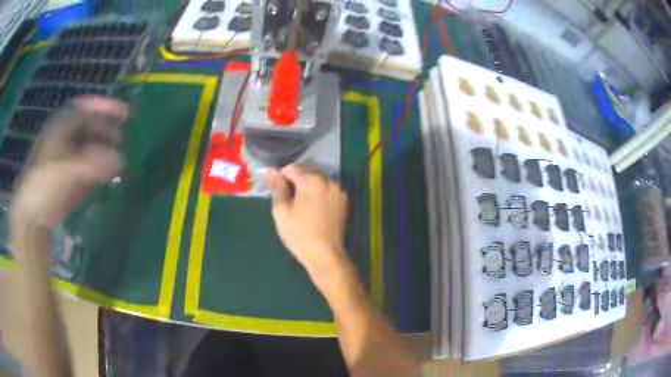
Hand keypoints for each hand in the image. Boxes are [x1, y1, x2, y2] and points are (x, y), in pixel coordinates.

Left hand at [12, 96, 129, 231]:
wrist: (32, 215)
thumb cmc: (45, 185)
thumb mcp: (69, 172)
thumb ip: (95, 165)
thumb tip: (121, 160)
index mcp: (62, 125)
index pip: (88, 109)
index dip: (107, 108)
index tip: (126, 114)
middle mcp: (65, 136)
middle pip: (90, 127)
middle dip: (107, 132)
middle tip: (123, 142)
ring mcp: (67, 156)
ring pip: (90, 146)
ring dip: (105, 151)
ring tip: (119, 161)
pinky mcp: (69, 175)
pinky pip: (88, 165)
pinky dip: (100, 167)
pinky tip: (109, 175)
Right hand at [265, 165, 348, 276]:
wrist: (326, 255)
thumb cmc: (299, 234)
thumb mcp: (282, 211)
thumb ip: (276, 187)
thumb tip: (270, 171)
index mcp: (311, 180)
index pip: (291, 168)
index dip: (281, 177)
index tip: (277, 192)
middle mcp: (328, 180)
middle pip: (307, 172)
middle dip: (295, 181)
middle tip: (288, 201)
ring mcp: (338, 191)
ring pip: (318, 181)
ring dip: (308, 187)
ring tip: (301, 207)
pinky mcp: (344, 202)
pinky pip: (327, 191)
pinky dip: (319, 195)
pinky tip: (314, 210)